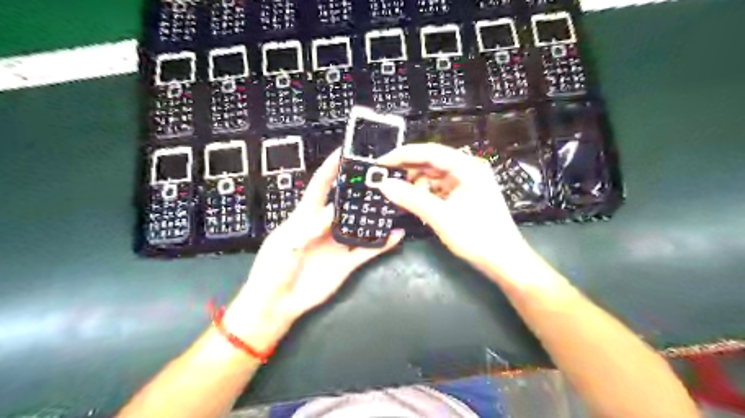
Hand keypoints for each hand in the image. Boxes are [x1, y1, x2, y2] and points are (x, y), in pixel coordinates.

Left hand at [224, 149, 404, 349]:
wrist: (278, 303)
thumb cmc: (274, 269)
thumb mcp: (287, 243)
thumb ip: (310, 227)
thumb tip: (333, 210)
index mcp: (304, 217)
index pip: (319, 187)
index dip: (330, 169)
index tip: (343, 152)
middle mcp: (325, 227)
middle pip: (344, 203)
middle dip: (358, 189)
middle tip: (377, 178)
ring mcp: (337, 244)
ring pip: (359, 225)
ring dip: (373, 215)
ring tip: (391, 203)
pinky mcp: (347, 262)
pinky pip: (368, 250)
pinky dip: (383, 244)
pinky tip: (396, 235)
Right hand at [378, 144, 528, 276]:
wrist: (504, 261)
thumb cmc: (478, 237)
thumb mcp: (441, 217)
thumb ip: (411, 199)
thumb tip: (384, 185)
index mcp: (467, 167)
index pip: (429, 152)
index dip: (402, 155)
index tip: (380, 164)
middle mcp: (468, 169)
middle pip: (431, 162)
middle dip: (407, 170)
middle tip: (384, 180)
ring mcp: (467, 182)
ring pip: (434, 176)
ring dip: (415, 184)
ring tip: (396, 193)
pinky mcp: (465, 195)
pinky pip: (439, 188)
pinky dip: (425, 194)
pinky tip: (412, 201)